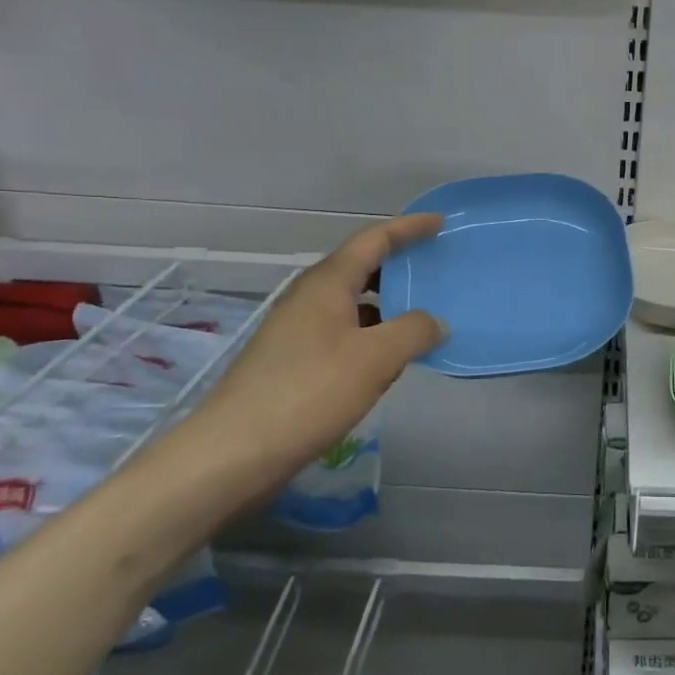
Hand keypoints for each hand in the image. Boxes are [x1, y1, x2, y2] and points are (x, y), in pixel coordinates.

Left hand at [180, 214, 447, 491]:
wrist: (234, 451)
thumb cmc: (309, 392)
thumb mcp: (375, 358)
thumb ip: (414, 331)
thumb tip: (435, 322)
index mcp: (327, 284)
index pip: (373, 240)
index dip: (408, 228)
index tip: (440, 223)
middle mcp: (309, 298)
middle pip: (360, 268)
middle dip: (397, 265)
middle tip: (434, 269)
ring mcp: (297, 331)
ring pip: (351, 303)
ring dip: (386, 304)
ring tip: (421, 315)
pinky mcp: (293, 362)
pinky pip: (342, 333)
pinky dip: (370, 335)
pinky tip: (388, 360)